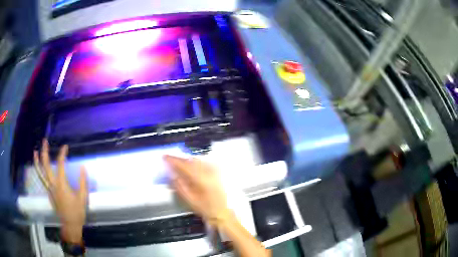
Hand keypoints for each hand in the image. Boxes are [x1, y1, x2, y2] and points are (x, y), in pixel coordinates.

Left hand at [34, 139, 87, 243]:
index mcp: (61, 184)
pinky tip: (40, 167)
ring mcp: (49, 189)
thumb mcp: (83, 198)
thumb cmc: (77, 212)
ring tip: (35, 151)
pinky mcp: (48, 193)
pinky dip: (39, 171)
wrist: (70, 225)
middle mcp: (53, 184)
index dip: (62, 154)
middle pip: (45, 165)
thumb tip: (82, 168)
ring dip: (37, 161)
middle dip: (44, 152)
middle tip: (44, 141)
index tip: (66, 147)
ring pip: (40, 173)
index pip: (60, 164)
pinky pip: (42, 179)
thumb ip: (82, 182)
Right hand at [164, 155, 231, 226]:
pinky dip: (195, 161)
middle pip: (192, 160)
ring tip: (178, 161)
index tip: (165, 157)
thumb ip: (179, 186)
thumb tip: (171, 174)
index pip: (185, 166)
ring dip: (187, 159)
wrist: (222, 212)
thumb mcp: (189, 199)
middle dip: (180, 158)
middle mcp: (209, 172)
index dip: (174, 160)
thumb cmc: (205, 208)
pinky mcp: (217, 172)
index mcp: (201, 179)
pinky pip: (204, 162)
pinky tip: (191, 164)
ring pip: (198, 160)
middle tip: (169, 158)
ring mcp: (214, 171)